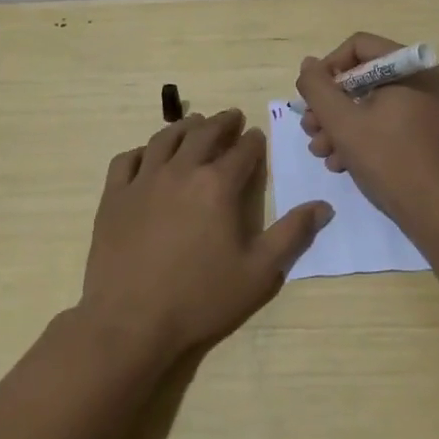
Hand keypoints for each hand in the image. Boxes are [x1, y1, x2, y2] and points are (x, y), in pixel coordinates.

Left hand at [79, 109, 331, 363]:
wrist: (130, 322)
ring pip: (165, 139)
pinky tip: (148, 155)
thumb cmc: (200, 298)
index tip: (257, 135)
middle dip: (223, 123)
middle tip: (232, 117)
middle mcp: (181, 171)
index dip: (253, 141)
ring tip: (195, 124)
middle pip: (204, 133)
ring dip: (185, 127)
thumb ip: (292, 234)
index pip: (242, 151)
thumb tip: (323, 206)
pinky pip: (127, 160)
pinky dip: (142, 151)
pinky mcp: (114, 196)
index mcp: (218, 185)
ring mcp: (143, 181)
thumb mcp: (259, 272)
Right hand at [295, 32, 438, 226]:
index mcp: (411, 67)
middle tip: (310, 129)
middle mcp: (423, 79)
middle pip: (362, 76)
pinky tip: (341, 162)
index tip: (310, 99)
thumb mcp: (343, 122)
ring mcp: (426, 107)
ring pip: (371, 102)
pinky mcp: (425, 131)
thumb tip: (308, 64)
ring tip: (321, 151)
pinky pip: (386, 121)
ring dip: (340, 125)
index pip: (358, 47)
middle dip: (330, 105)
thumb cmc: (390, 161)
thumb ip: (318, 88)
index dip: (327, 68)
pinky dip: (361, 136)